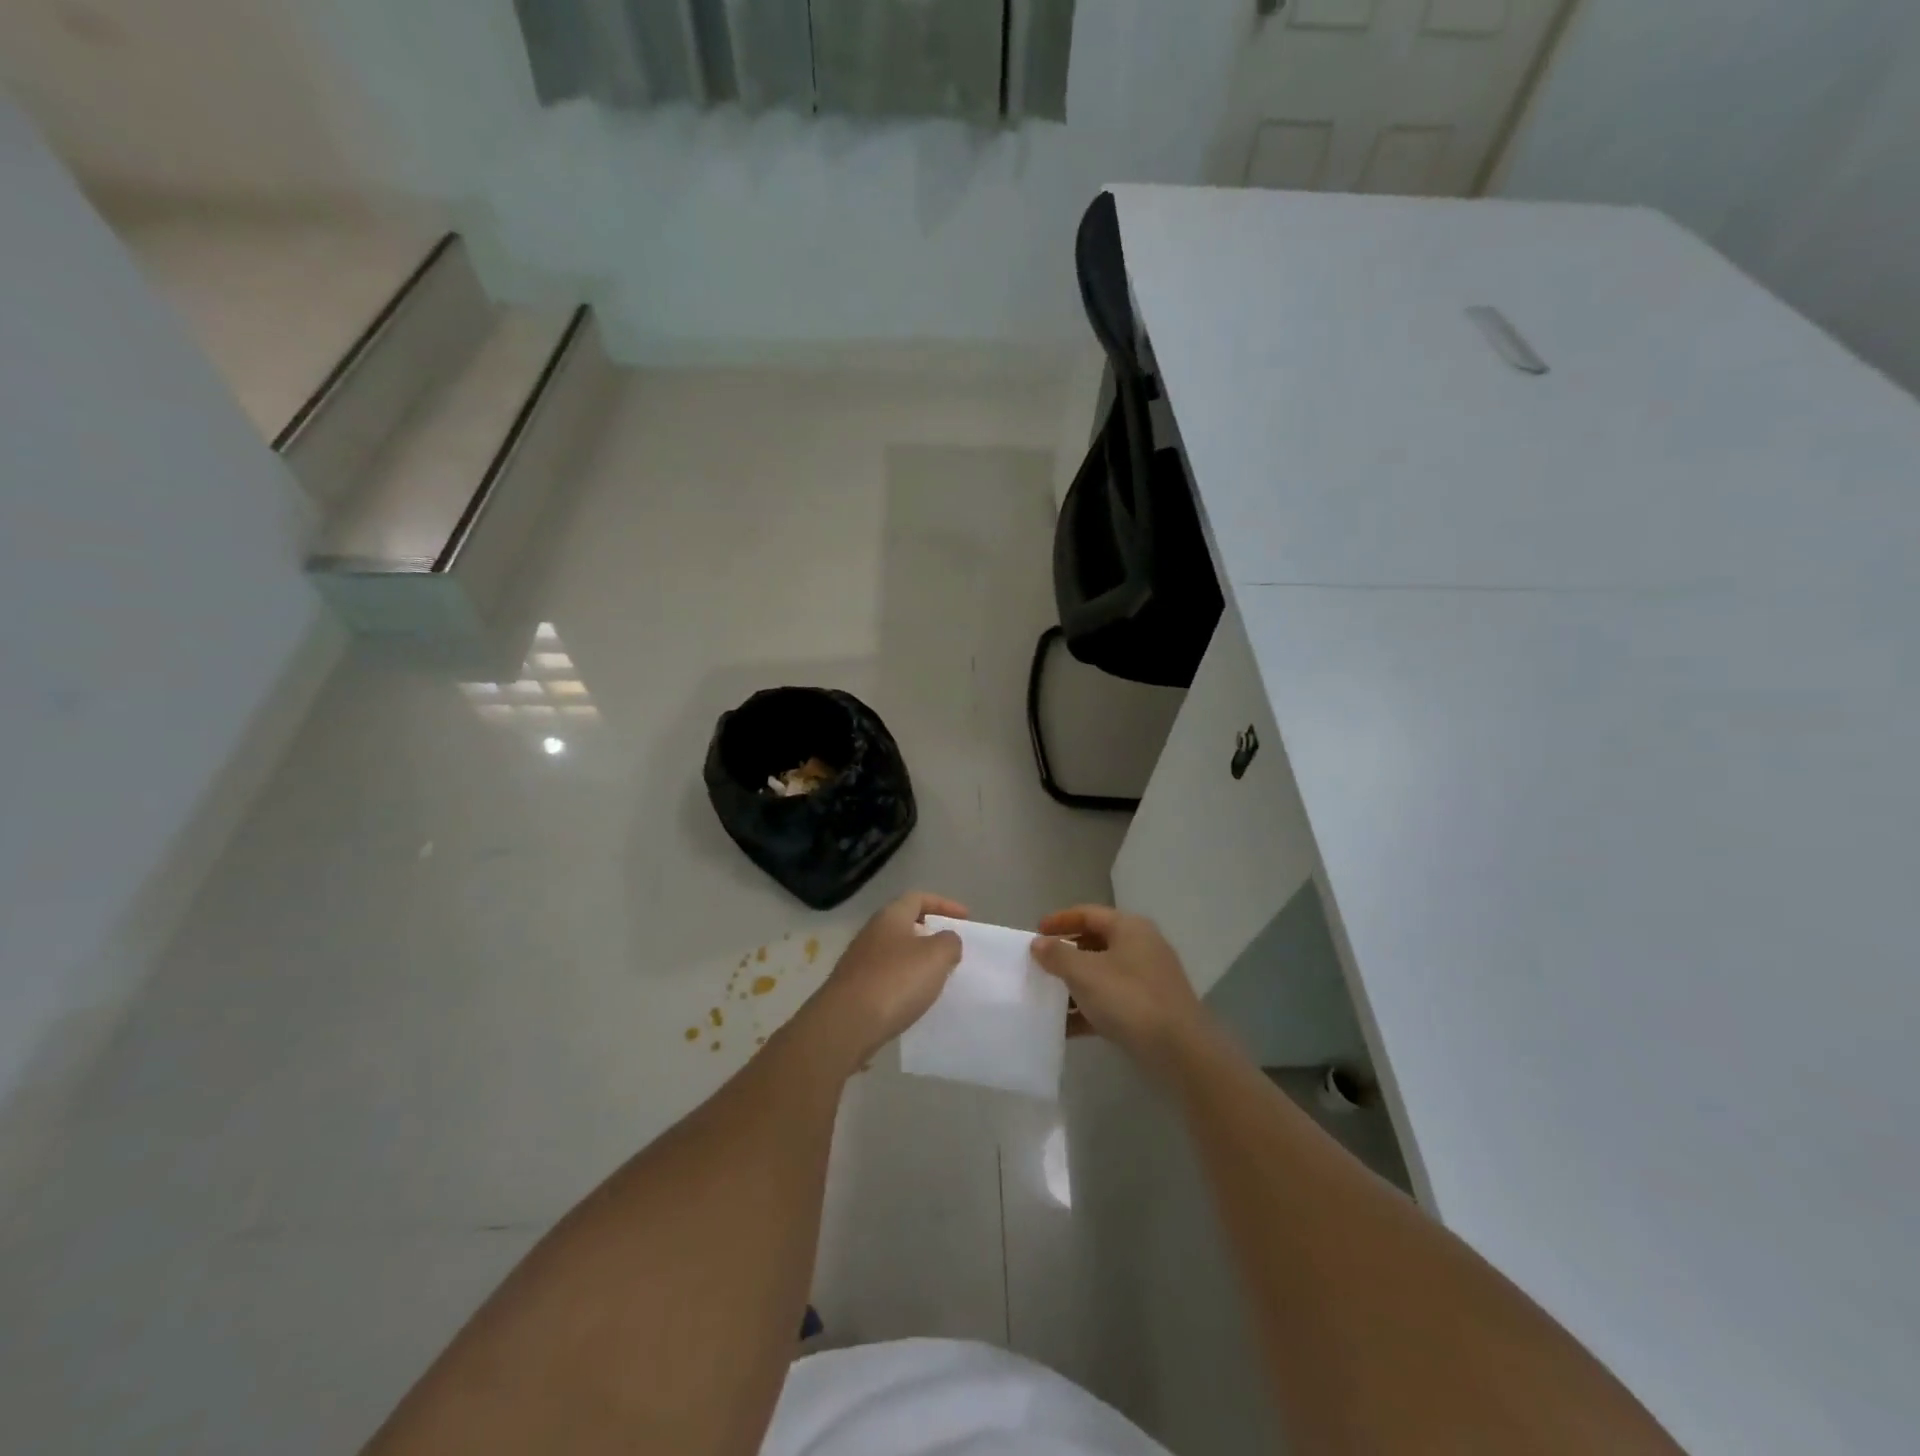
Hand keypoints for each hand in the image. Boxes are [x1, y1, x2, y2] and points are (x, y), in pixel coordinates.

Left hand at [802, 892, 965, 1069]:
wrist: (846, 1024)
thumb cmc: (896, 980)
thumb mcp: (936, 956)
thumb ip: (949, 942)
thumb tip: (947, 940)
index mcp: (890, 916)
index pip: (918, 898)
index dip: (944, 904)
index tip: (966, 918)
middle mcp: (872, 933)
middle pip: (904, 924)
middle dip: (929, 933)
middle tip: (951, 948)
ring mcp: (859, 961)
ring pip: (895, 952)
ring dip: (917, 960)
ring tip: (937, 976)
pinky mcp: (854, 988)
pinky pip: (886, 977)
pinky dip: (904, 982)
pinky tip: (914, 999)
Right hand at [1032, 906, 1208, 1077]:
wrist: (1180, 1051)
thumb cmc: (1129, 999)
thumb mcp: (1085, 973)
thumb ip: (1057, 955)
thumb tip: (1039, 943)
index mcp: (1129, 928)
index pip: (1087, 913)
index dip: (1059, 920)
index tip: (1034, 933)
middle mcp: (1141, 947)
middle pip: (1095, 942)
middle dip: (1065, 954)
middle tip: (1038, 965)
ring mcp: (1147, 980)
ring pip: (1102, 974)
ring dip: (1074, 985)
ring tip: (1046, 997)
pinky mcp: (1148, 1010)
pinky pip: (1110, 1001)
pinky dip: (1088, 1009)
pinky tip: (1064, 1027)